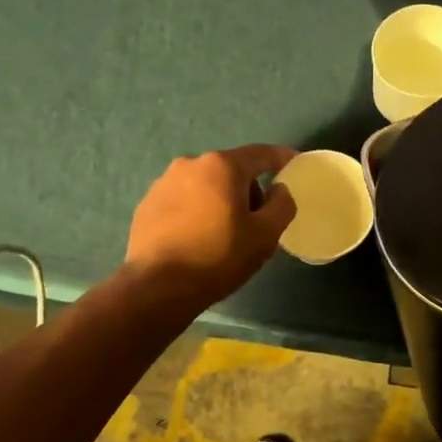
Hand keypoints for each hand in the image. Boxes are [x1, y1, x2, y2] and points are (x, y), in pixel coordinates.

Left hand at [124, 145, 298, 308]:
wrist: (157, 287)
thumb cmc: (218, 257)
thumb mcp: (265, 235)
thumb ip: (281, 205)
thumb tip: (279, 190)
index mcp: (222, 166)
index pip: (261, 154)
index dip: (281, 157)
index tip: (294, 163)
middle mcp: (190, 164)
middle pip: (231, 169)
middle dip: (248, 188)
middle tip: (258, 219)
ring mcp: (163, 183)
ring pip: (205, 185)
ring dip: (220, 200)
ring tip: (224, 232)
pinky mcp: (146, 204)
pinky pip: (182, 200)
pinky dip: (196, 211)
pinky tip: (197, 239)